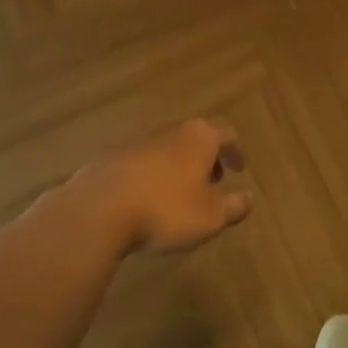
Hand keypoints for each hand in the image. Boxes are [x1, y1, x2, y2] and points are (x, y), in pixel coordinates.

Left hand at [69, 119, 251, 255]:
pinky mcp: (114, 158)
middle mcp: (171, 131)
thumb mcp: (211, 216)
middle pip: (196, 137)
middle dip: (207, 157)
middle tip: (214, 180)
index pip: (226, 134)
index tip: (239, 169)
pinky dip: (154, 176)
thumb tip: (248, 198)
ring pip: (169, 148)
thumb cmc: (166, 209)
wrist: (100, 209)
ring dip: (180, 167)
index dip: (235, 152)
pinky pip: (144, 163)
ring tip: (182, 194)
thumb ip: (234, 206)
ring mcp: (139, 141)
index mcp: (199, 137)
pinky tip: (149, 200)